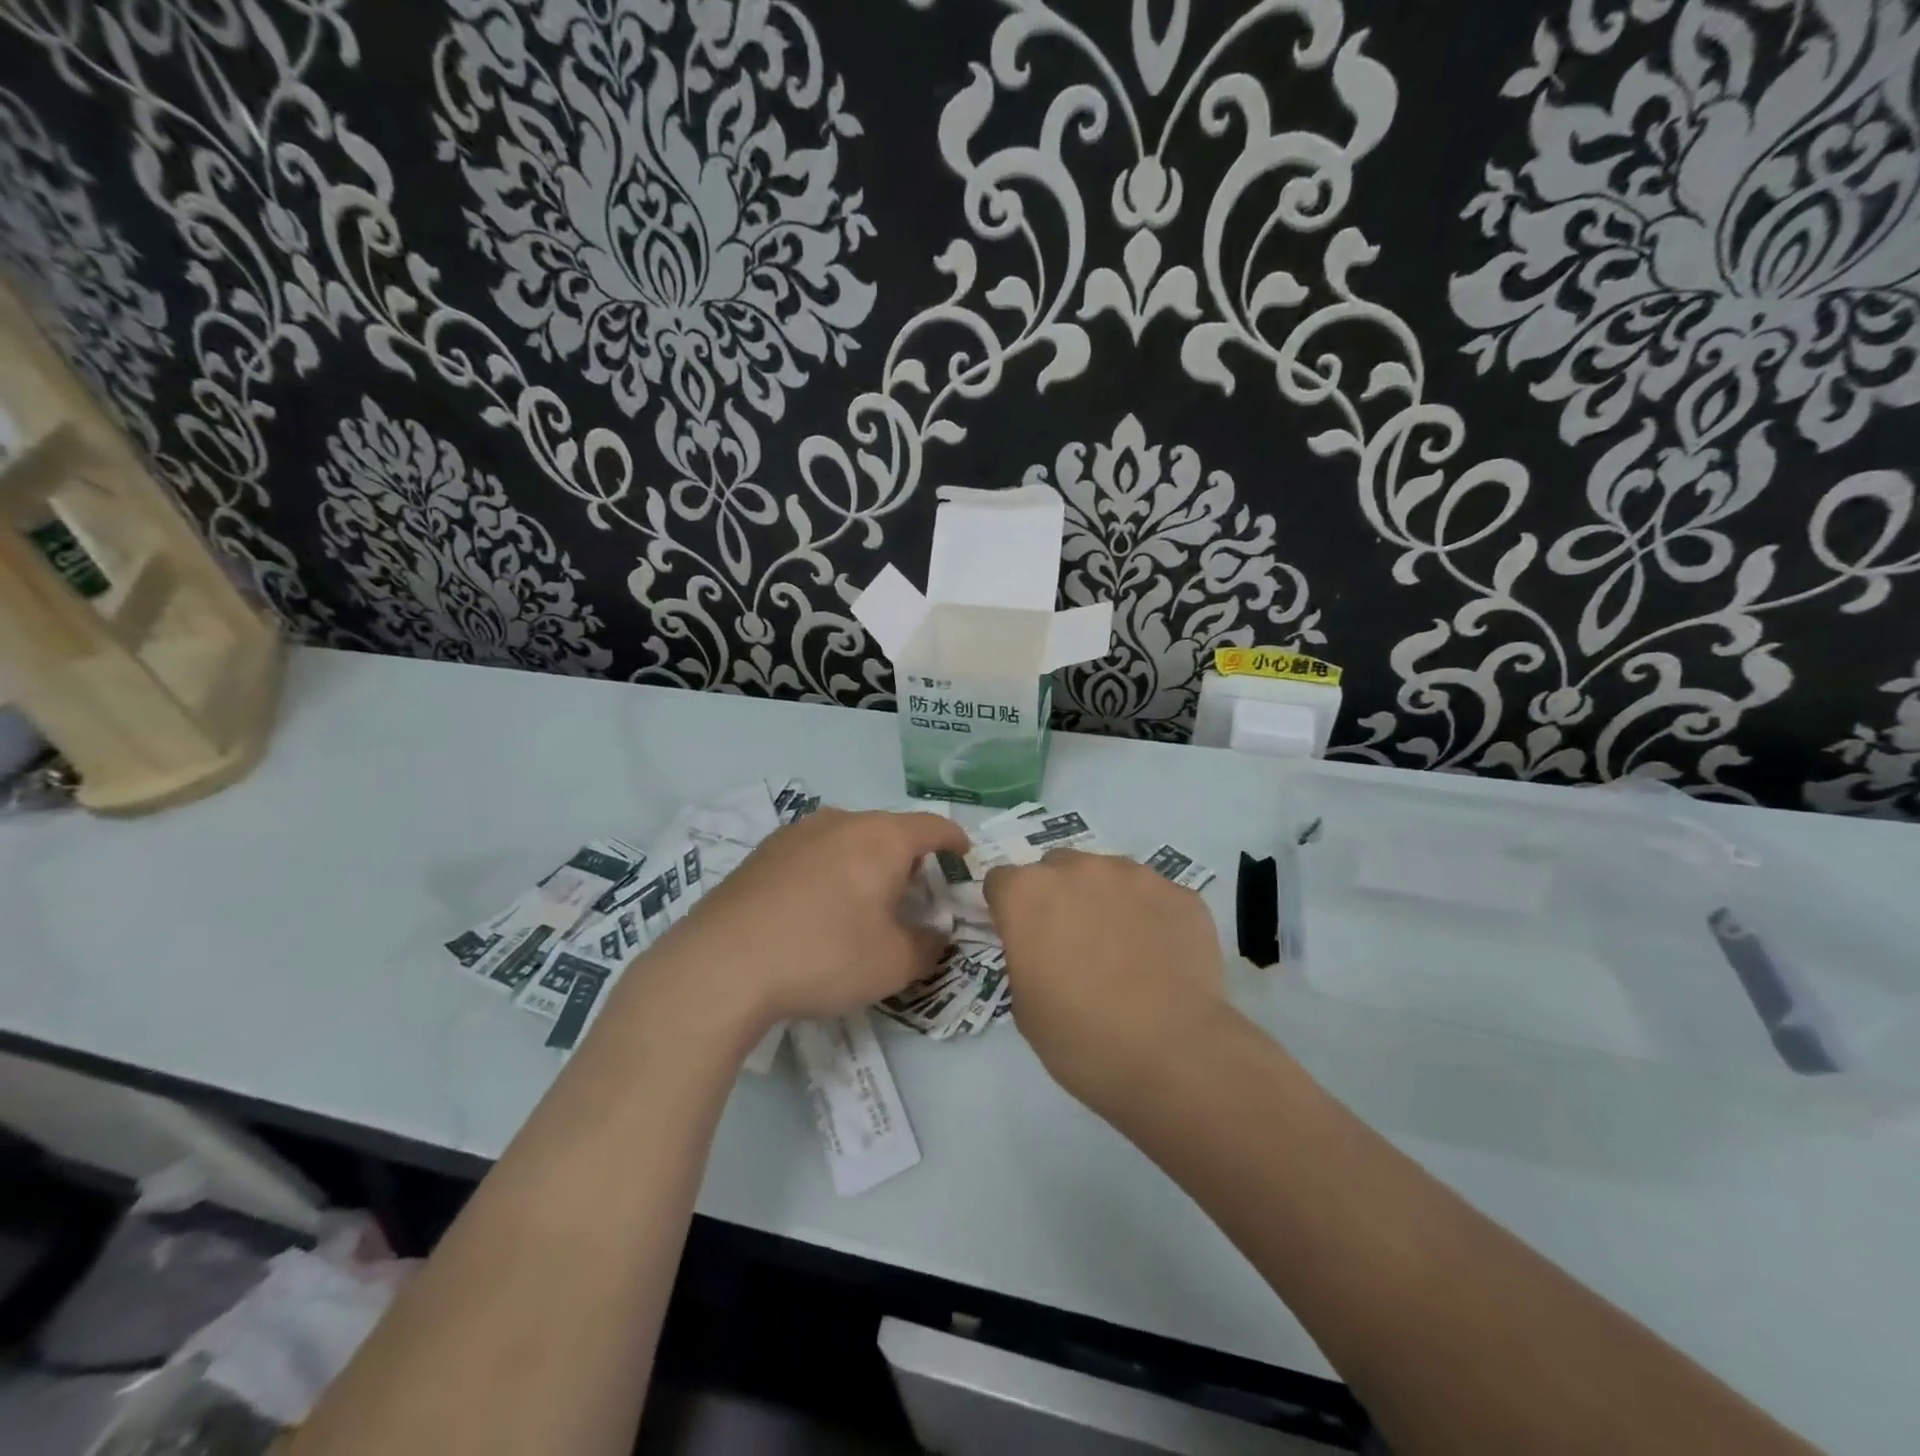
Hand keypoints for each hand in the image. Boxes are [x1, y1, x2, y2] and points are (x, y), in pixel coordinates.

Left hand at [650, 808, 967, 1027]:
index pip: (932, 826)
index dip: (954, 840)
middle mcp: (840, 822)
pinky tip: (817, 908)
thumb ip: (928, 946)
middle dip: (909, 858)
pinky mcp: (762, 854)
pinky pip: (813, 853)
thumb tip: (935, 934)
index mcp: (880, 838)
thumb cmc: (824, 955)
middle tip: (916, 894)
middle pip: (888, 831)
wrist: (721, 966)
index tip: (964, 855)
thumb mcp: (893, 963)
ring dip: (866, 863)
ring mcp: (795, 834)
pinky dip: (830, 871)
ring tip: (865, 901)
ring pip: (847, 839)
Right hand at [985, 850, 1229, 1108]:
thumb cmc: (1083, 1039)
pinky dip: (1152, 917)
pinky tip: (1162, 958)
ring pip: (1109, 875)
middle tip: (1074, 944)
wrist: (1174, 1054)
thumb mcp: (1025, 1007)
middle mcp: (1078, 869)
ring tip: (1125, 950)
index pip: (1001, 882)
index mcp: (1028, 894)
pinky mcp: (1179, 892)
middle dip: (1058, 896)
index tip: (1022, 938)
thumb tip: (1042, 951)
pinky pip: (1155, 897)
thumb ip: (1024, 959)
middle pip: (1056, 868)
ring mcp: (1134, 875)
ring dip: (1106, 900)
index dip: (1009, 909)